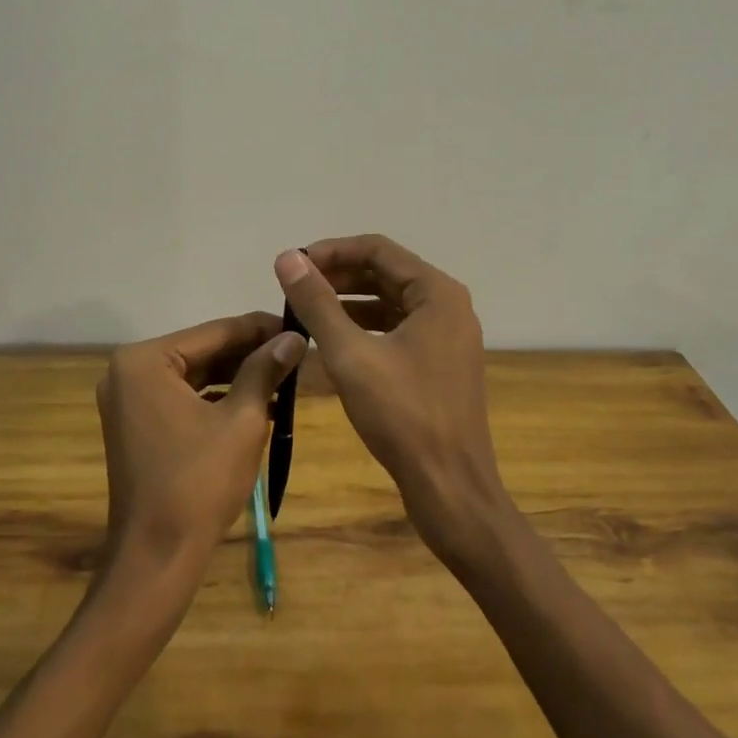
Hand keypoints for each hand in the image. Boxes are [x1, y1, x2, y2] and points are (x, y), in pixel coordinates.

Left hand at [96, 314, 304, 583]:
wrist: (157, 557)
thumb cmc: (199, 483)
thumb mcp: (242, 420)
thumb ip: (265, 370)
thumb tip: (294, 338)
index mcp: (145, 361)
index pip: (215, 332)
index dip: (261, 328)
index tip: (298, 326)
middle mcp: (128, 371)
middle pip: (203, 351)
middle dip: (250, 354)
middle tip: (296, 352)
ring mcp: (129, 399)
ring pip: (195, 374)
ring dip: (237, 376)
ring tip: (285, 375)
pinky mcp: (136, 424)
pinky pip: (183, 397)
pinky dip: (217, 398)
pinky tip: (258, 401)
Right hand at [274, 236, 512, 560]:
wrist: (451, 489)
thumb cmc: (402, 416)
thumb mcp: (350, 355)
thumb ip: (317, 303)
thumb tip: (286, 258)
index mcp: (437, 292)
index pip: (377, 248)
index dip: (331, 251)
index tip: (293, 265)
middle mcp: (448, 305)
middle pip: (386, 272)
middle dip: (339, 275)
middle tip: (295, 288)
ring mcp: (448, 336)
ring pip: (391, 302)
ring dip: (349, 301)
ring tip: (306, 311)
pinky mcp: (441, 363)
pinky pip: (398, 329)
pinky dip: (365, 328)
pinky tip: (333, 342)